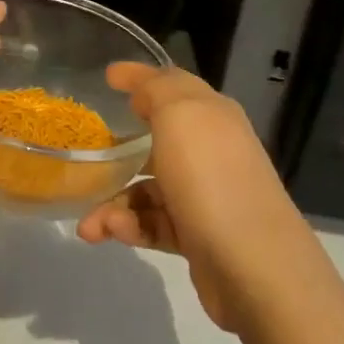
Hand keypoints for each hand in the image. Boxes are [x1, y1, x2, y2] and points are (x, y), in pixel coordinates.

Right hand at [76, 63, 318, 334]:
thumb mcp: (180, 116)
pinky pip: (154, 223)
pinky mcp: (198, 235)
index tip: (107, 76)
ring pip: (148, 188)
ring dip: (114, 202)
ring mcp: (206, 195)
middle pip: (157, 139)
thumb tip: (141, 91)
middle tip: (89, 155)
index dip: (140, 77)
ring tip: (90, 224)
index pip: (172, 85)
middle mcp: (211, 151)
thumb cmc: (211, 179)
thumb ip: (157, 90)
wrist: (254, 266)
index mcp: (211, 116)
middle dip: (119, 149)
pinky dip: (130, 226)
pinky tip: (112, 233)